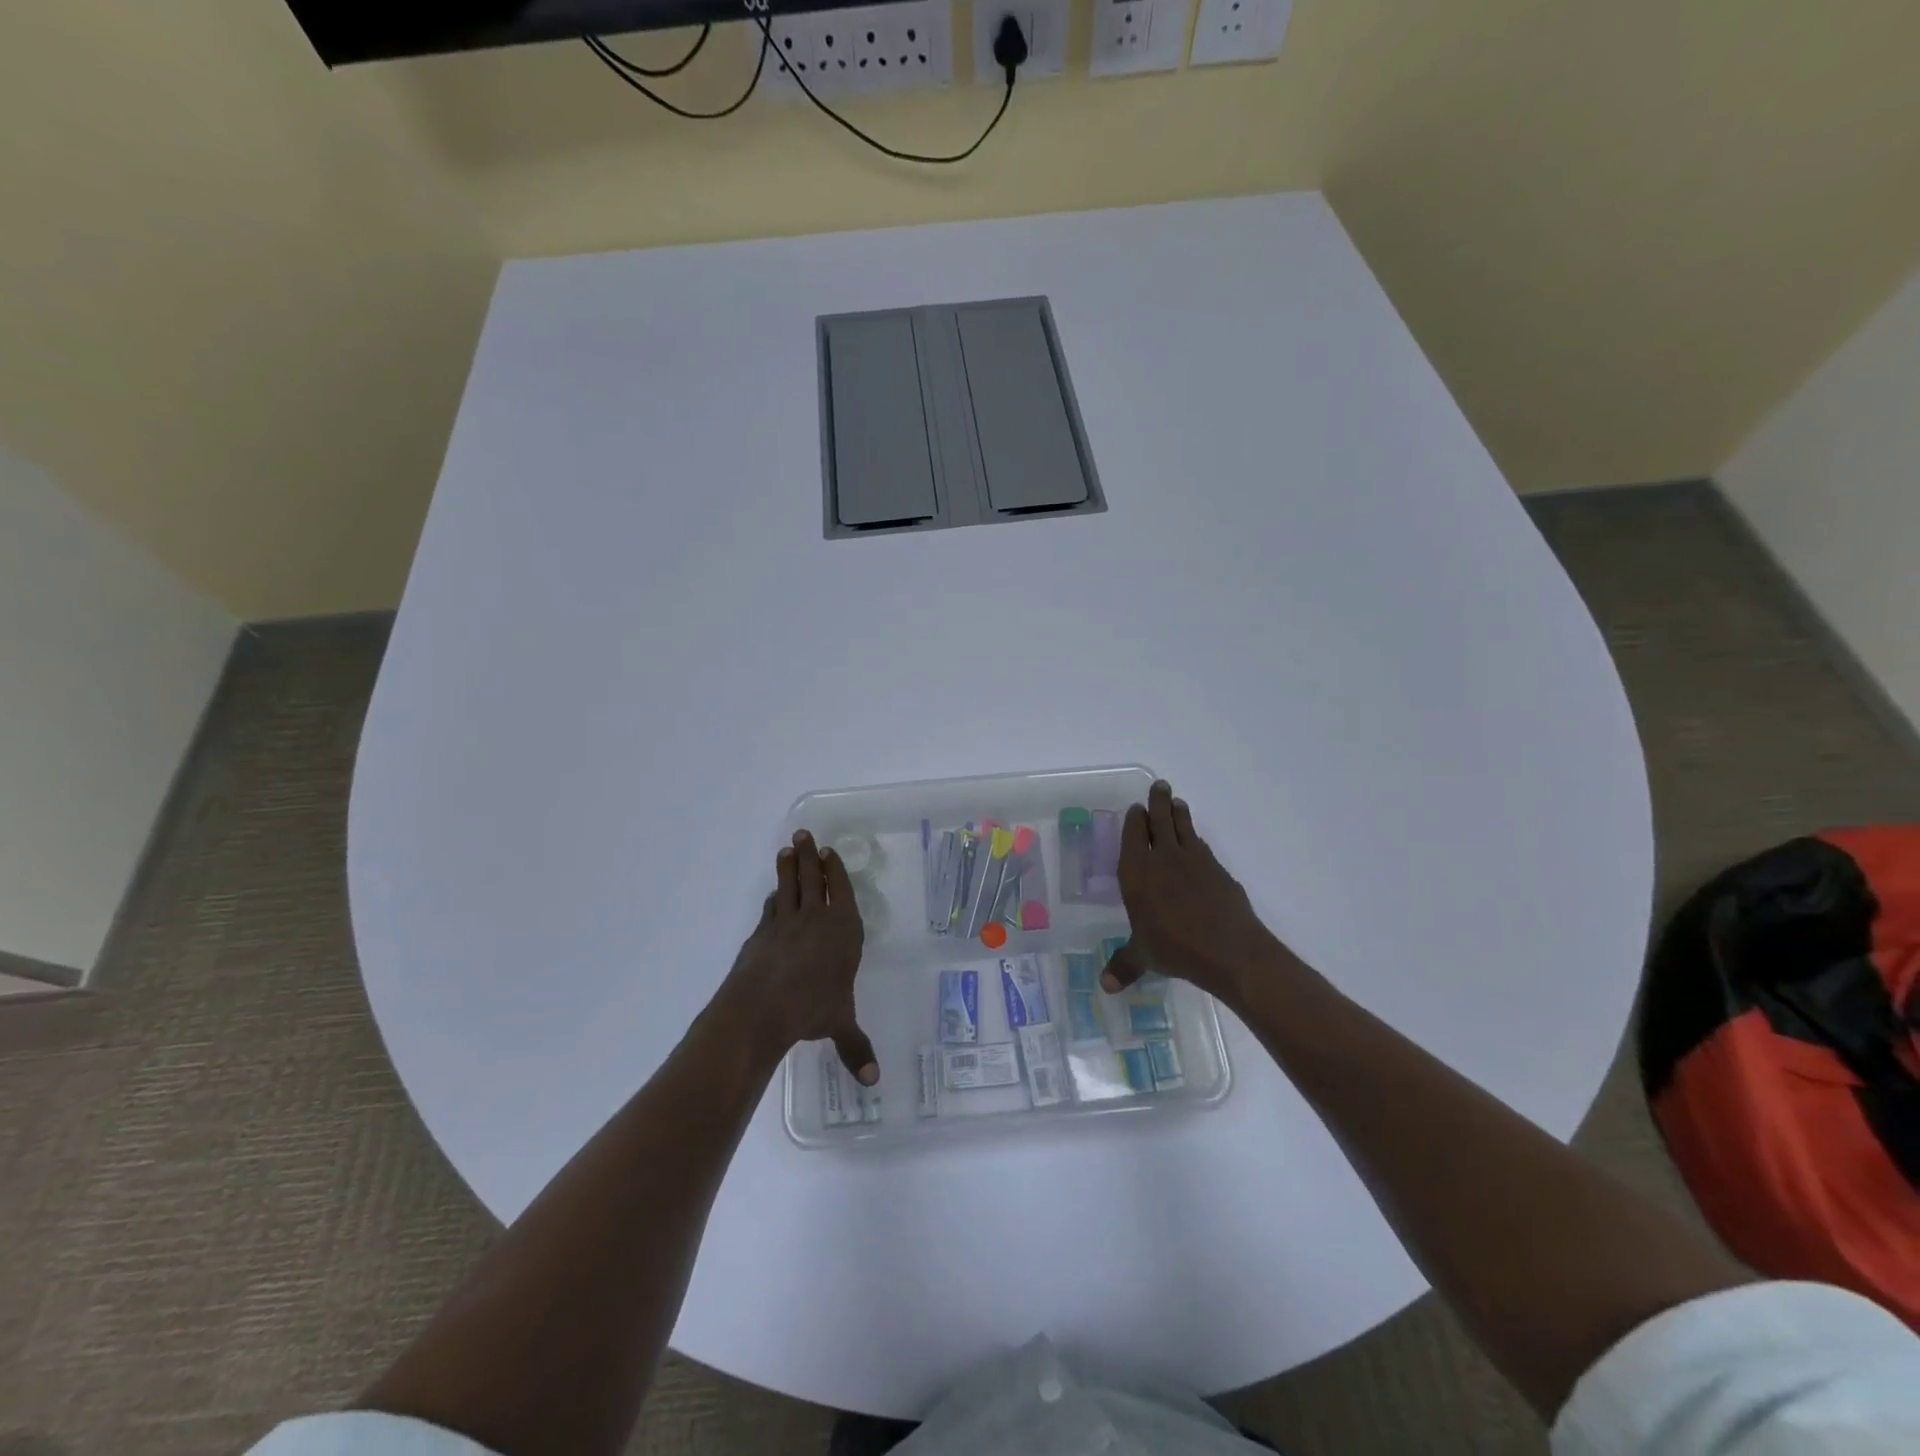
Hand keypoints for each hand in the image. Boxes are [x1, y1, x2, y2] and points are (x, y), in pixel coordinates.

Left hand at [719, 830, 876, 1082]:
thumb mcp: (839, 1025)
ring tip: (788, 848)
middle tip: (804, 834)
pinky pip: (770, 908)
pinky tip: (772, 895)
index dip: (836, 870)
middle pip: (813, 879)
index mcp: (843, 931)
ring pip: (789, 885)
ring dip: (789, 866)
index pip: (841, 891)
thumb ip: (856, 1048)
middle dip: (811, 856)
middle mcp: (816, 919)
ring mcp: (785, 922)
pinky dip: (773, 898)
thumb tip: (873, 1082)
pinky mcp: (761, 932)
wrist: (761, 1007)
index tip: (830, 852)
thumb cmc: (811, 1009)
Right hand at [1101, 781, 1293, 1009]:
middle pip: (1159, 821)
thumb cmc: (1176, 950)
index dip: (1134, 820)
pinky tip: (1196, 841)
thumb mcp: (1144, 958)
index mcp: (1137, 874)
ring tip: (1176, 801)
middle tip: (1159, 786)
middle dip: (1157, 802)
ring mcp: (1194, 861)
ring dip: (1179, 812)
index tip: (1135, 809)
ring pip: (1184, 827)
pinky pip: (1202, 846)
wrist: (1230, 950)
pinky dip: (1196, 838)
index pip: (1133, 837)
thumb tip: (1103, 987)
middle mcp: (1163, 859)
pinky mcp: (1218, 870)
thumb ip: (1124, 966)